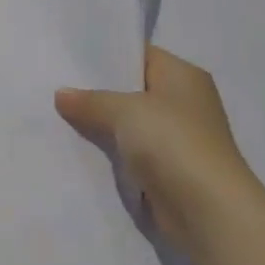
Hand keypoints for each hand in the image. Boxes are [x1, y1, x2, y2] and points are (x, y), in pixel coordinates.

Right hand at [56, 46, 264, 255]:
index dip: (108, 56)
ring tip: (58, 117)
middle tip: (57, 87)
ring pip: (130, 124)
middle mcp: (185, 102)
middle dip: (98, 93)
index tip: (70, 60)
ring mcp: (179, 138)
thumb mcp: (125, 111)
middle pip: (134, 90)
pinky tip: (79, 149)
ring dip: (103, 126)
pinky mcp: (170, 169)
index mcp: (183, 75)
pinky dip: (112, 153)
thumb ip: (92, 100)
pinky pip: (132, 153)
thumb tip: (61, 94)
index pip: (141, 55)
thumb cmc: (172, 142)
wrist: (207, 209)